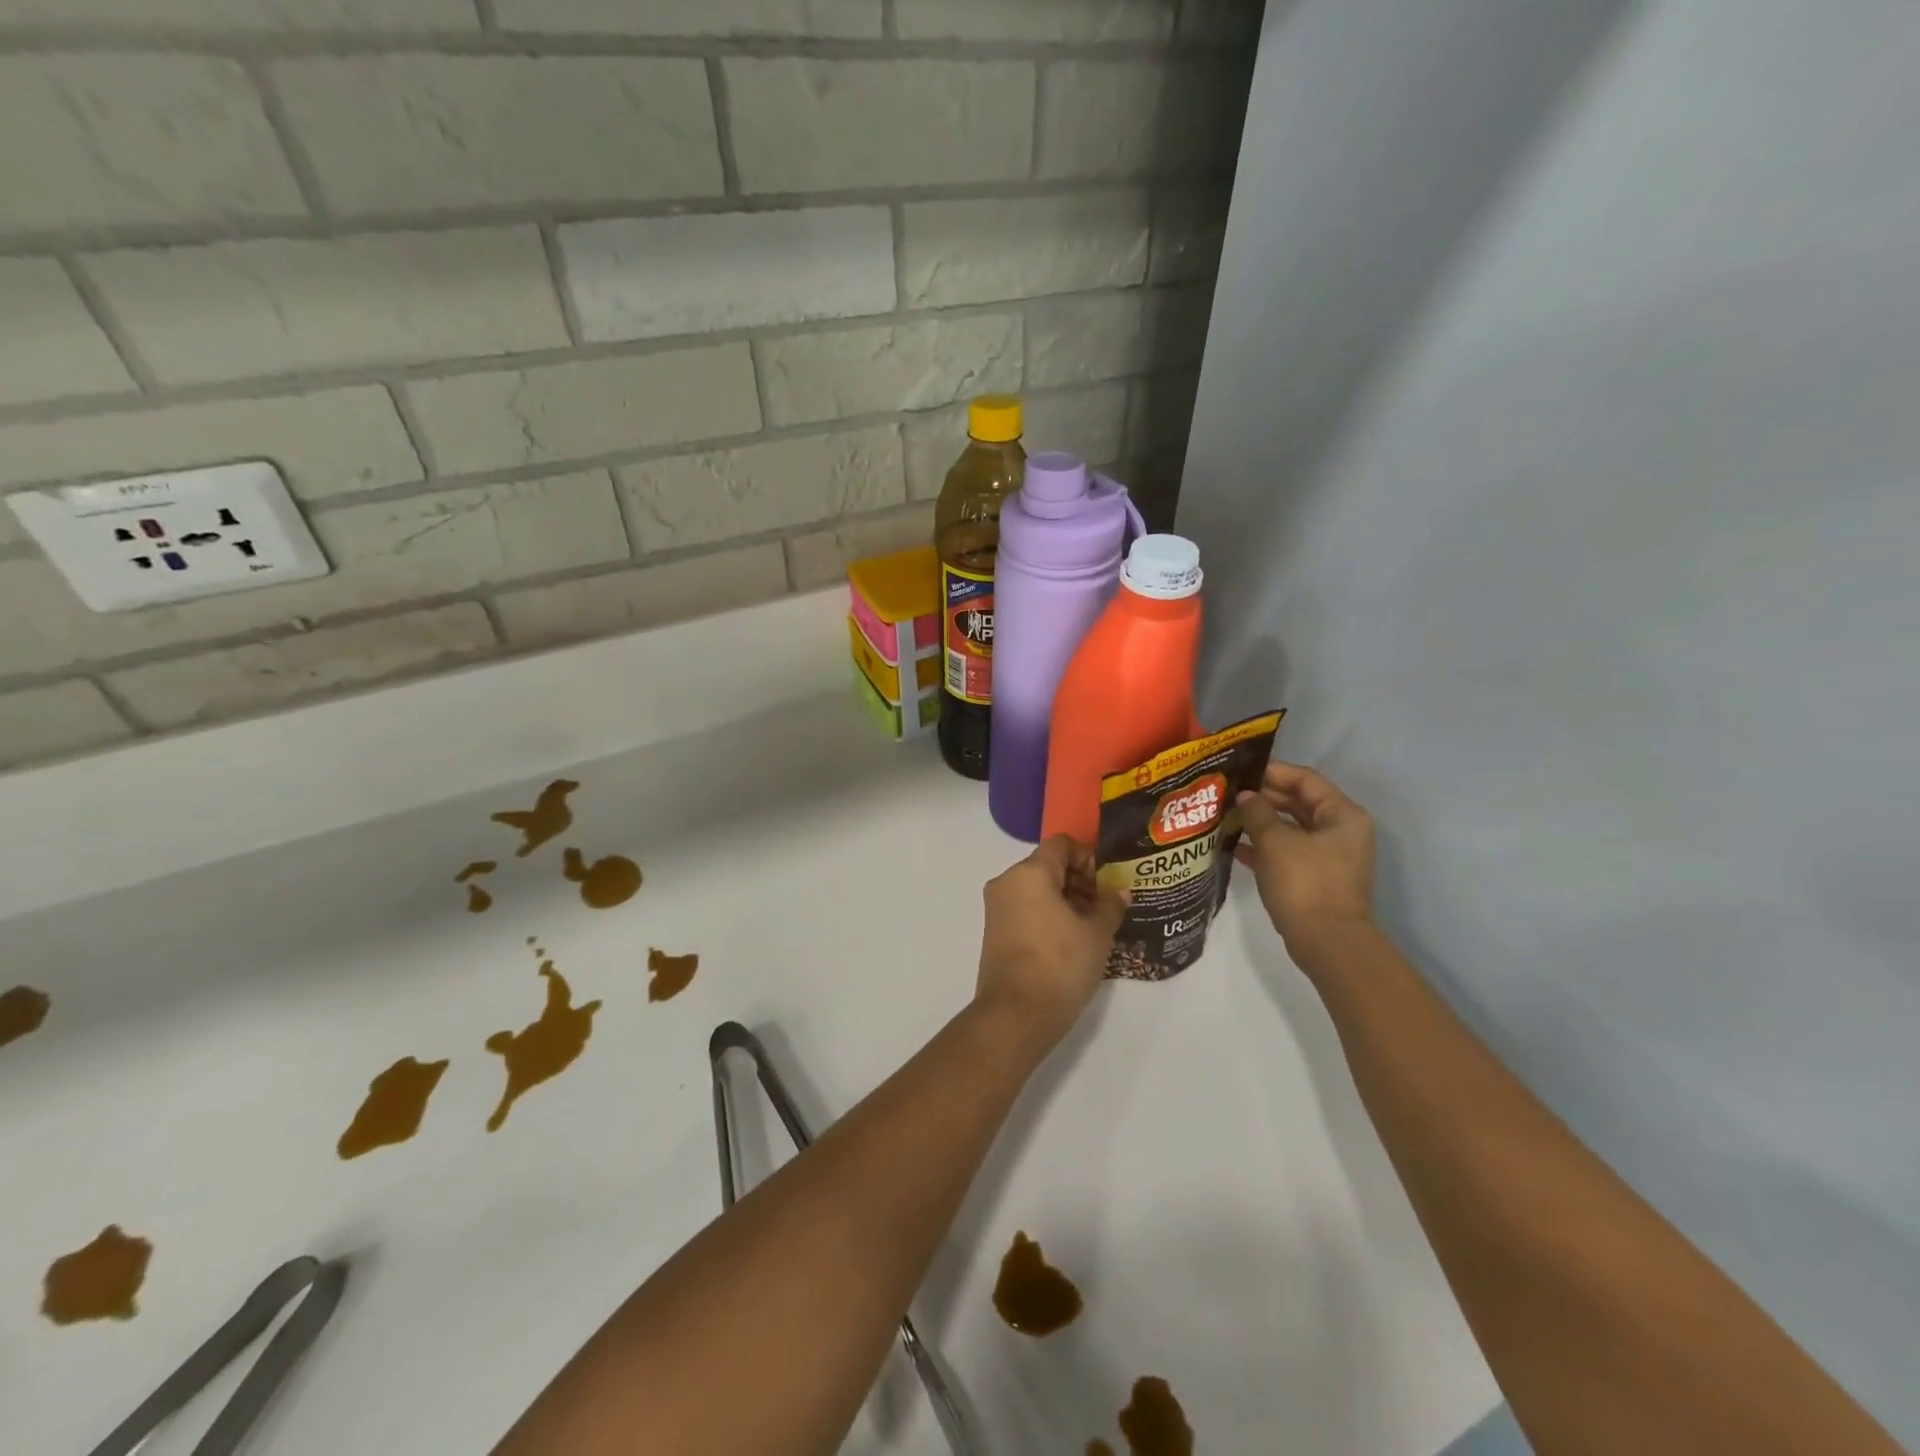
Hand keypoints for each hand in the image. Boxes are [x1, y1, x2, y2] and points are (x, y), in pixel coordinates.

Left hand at [975, 836, 1128, 1046]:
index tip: (1106, 883)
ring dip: (1064, 899)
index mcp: (1030, 872)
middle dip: (1078, 880)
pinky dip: (1046, 914)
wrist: (1016, 1014)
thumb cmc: (1060, 964)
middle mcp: (1007, 882)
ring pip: (1035, 888)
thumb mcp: (1097, 934)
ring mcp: (996, 907)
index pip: (1061, 844)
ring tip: (1090, 927)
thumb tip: (1119, 892)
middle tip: (1103, 907)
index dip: (1087, 857)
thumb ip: (1110, 906)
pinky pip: (1024, 908)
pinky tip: (1069, 940)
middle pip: (1047, 865)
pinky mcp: (994, 931)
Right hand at [1235, 762, 1376, 958]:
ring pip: (1290, 828)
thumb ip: (1258, 813)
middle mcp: (1340, 831)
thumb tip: (1245, 796)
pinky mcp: (1316, 877)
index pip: (1305, 779)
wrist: (1327, 942)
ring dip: (1260, 822)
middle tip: (1227, 794)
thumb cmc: (1305, 883)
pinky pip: (1287, 851)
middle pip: (1298, 803)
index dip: (1272, 772)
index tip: (1239, 771)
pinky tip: (1234, 847)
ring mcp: (1329, 856)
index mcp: (1342, 814)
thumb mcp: (1276, 842)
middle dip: (1262, 798)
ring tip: (1225, 816)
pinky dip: (1264, 847)